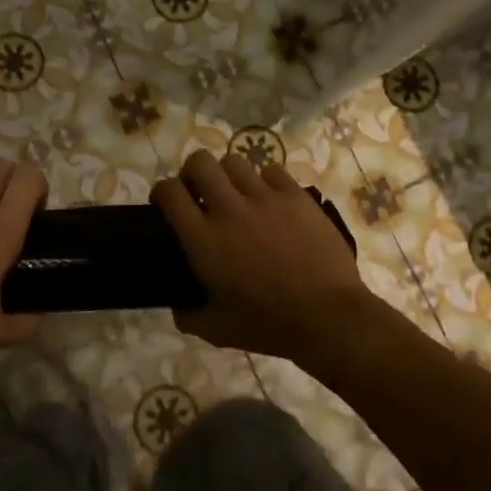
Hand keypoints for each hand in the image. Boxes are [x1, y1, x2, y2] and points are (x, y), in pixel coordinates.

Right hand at [150, 150, 382, 364]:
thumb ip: (188, 315)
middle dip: (193, 172)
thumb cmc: (268, 324)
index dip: (162, 192)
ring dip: (228, 175)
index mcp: (203, 239)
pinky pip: (272, 171)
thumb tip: (177, 306)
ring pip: (235, 161)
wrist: (327, 316)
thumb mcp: (216, 330)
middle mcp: (229, 209)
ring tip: (237, 194)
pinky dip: (265, 181)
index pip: (170, 192)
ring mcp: (265, 198)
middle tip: (200, 192)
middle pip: (200, 162)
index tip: (165, 203)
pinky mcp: (296, 196)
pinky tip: (270, 200)